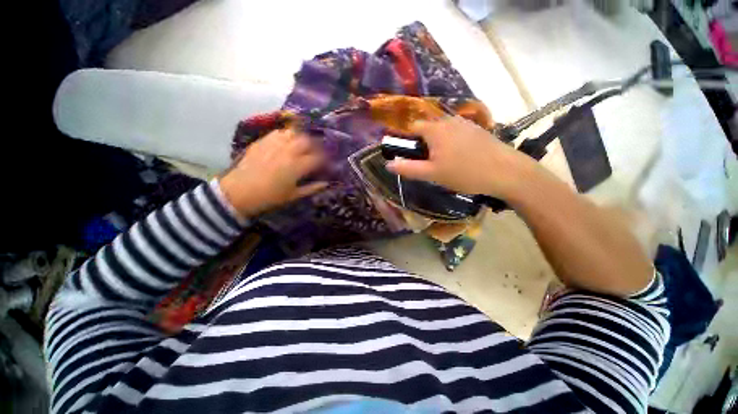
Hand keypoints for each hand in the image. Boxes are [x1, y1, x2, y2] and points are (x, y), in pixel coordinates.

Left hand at [219, 129, 326, 217]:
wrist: (239, 192)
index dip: (326, 159)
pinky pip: (279, 132)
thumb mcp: (293, 195)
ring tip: (303, 144)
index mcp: (297, 166)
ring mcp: (275, 144)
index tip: (327, 163)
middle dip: (316, 145)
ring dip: (302, 137)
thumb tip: (326, 184)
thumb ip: (312, 188)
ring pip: (294, 133)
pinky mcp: (263, 141)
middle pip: (308, 141)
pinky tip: (287, 141)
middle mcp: (288, 151)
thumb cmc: (269, 197)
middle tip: (317, 151)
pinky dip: (287, 135)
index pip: (318, 158)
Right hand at [386, 116, 540, 199]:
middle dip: (423, 145)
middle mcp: (449, 121)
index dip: (407, 141)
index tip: (410, 157)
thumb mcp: (432, 174)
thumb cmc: (464, 173)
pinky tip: (461, 159)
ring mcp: (465, 124)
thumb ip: (408, 168)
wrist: (506, 172)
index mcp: (435, 129)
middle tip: (428, 165)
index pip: (413, 128)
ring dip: (438, 145)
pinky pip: (456, 134)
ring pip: (442, 132)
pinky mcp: (477, 130)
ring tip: (445, 164)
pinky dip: (452, 144)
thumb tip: (388, 164)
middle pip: (428, 130)